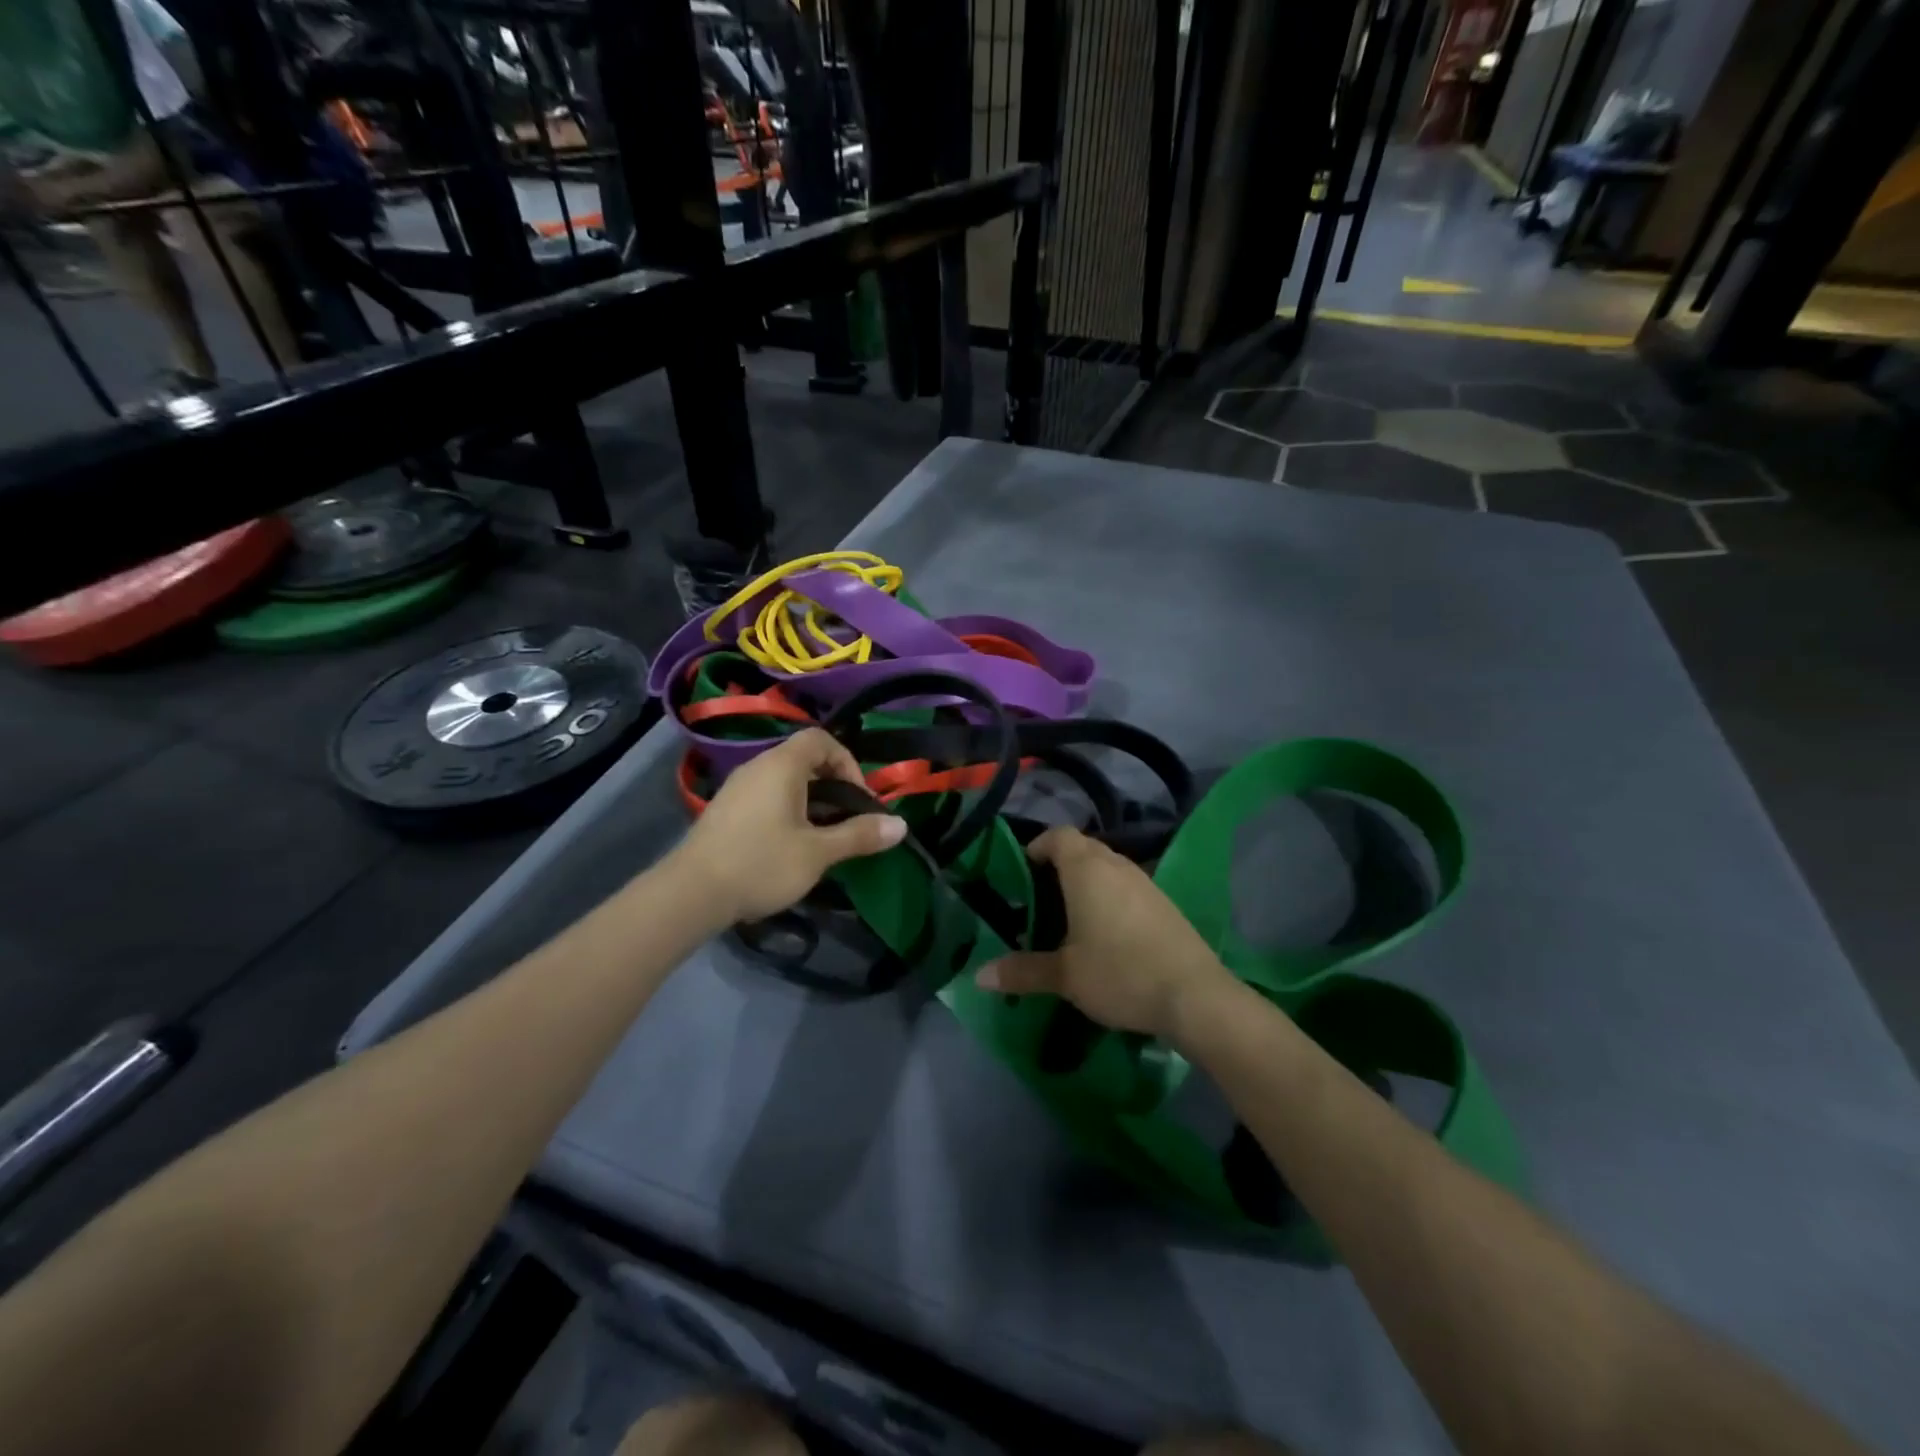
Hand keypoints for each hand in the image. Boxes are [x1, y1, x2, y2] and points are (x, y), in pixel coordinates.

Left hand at [672, 729, 906, 924]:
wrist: (690, 894)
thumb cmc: (760, 864)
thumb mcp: (818, 853)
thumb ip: (859, 835)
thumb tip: (901, 826)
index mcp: (781, 766)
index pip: (821, 740)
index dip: (848, 762)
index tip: (858, 799)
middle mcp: (757, 767)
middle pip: (804, 759)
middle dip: (833, 785)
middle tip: (847, 820)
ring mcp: (737, 787)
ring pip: (785, 780)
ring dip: (811, 801)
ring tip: (824, 837)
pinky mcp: (726, 810)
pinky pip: (767, 796)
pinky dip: (788, 810)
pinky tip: (791, 846)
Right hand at [975, 827, 1231, 1039]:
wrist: (1194, 996)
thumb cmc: (1119, 973)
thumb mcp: (1065, 976)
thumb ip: (1022, 971)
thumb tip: (979, 976)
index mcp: (1087, 869)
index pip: (1059, 836)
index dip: (1039, 846)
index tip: (1024, 870)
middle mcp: (1117, 865)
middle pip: (1084, 847)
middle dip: (1061, 863)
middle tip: (1042, 896)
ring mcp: (1146, 883)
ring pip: (1109, 866)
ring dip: (1089, 880)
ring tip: (1071, 915)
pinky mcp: (1165, 904)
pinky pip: (1128, 886)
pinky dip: (1111, 896)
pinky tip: (1108, 932)